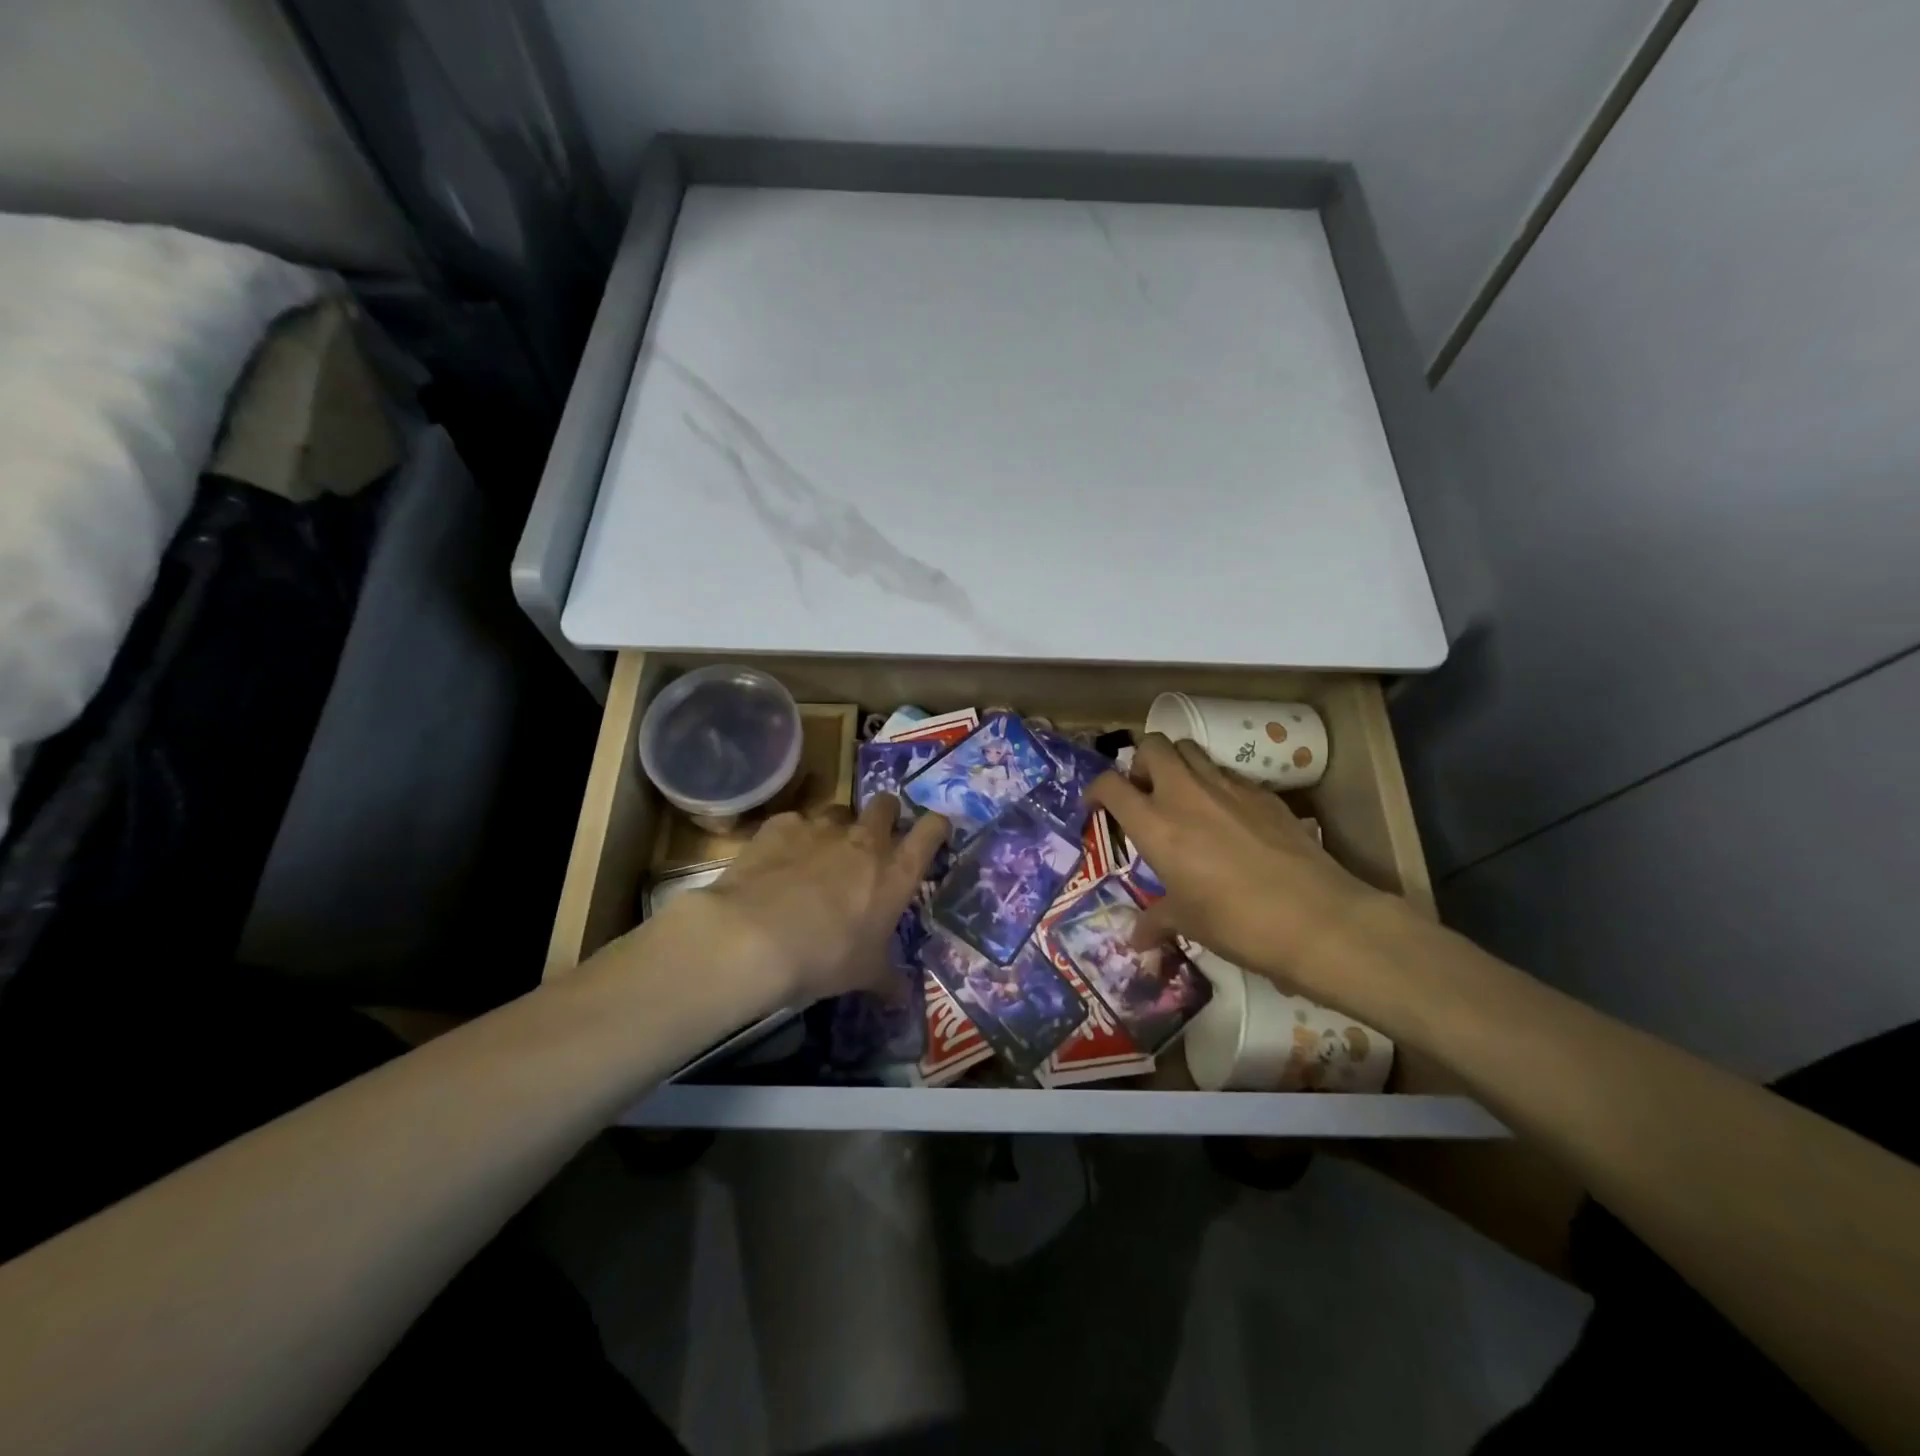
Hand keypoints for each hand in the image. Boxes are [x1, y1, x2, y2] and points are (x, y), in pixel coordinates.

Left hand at [657, 796, 947, 1005]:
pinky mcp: (781, 825)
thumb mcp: (864, 974)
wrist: (755, 938)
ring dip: (837, 828)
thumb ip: (888, 979)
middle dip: (885, 815)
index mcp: (895, 872)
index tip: (934, 831)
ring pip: (838, 811)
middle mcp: (864, 840)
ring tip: (821, 854)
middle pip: (886, 804)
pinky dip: (791, 837)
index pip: (931, 831)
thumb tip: (903, 997)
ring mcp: (821, 828)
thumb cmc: (826, 957)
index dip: (936, 826)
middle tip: (874, 838)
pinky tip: (778, 860)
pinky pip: (794, 822)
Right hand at [1087, 735, 1413, 1013]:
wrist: (1315, 918)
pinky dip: (1216, 785)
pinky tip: (1227, 818)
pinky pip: (1228, 774)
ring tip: (1182, 798)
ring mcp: (1228, 787)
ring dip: (1178, 765)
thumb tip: (1137, 942)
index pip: (1111, 785)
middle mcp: (1185, 794)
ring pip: (1191, 750)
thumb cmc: (1236, 922)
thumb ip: (1156, 921)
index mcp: (1155, 824)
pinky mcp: (1263, 792)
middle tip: (1145, 793)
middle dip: (1141, 762)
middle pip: (1153, 745)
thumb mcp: (1187, 922)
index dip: (1096, 790)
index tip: (1097, 806)